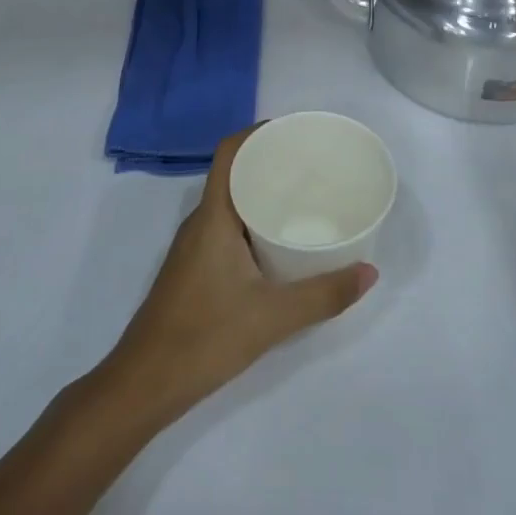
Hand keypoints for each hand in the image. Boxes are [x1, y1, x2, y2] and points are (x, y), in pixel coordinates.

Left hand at [97, 127, 376, 433]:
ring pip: (229, 203)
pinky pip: (226, 227)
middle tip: (312, 165)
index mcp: (213, 217)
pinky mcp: (194, 270)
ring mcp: (193, 247)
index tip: (294, 131)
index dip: (257, 132)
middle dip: (269, 161)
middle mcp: (200, 223)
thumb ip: (324, 295)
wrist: (145, 383)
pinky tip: (278, 242)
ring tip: (302, 197)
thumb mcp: (273, 316)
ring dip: (260, 192)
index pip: (229, 153)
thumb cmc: (205, 336)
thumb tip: (370, 272)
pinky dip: (252, 220)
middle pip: (232, 174)